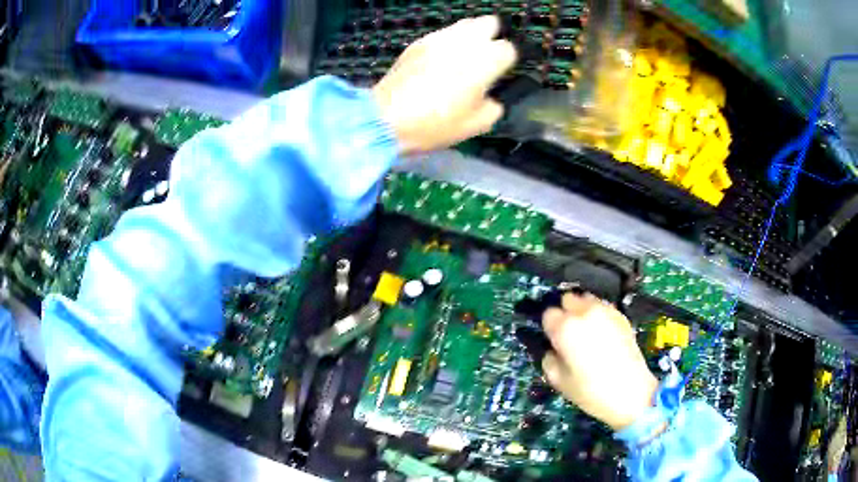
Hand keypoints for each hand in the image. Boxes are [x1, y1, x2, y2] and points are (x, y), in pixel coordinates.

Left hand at [372, 16, 516, 154]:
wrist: (386, 119)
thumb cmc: (435, 124)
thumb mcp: (475, 125)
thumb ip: (493, 107)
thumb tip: (490, 98)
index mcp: (486, 61)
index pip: (508, 48)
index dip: (507, 60)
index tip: (501, 72)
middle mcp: (466, 41)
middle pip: (489, 22)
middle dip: (492, 35)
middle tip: (487, 54)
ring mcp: (440, 38)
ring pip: (465, 23)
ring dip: (471, 35)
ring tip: (465, 54)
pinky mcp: (419, 41)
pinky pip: (442, 33)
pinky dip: (448, 41)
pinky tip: (441, 58)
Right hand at [541, 293, 657, 430]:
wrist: (631, 392)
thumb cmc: (590, 391)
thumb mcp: (558, 381)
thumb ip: (549, 359)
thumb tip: (553, 349)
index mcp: (565, 328)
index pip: (548, 314)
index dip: (550, 327)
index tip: (553, 339)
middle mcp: (585, 313)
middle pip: (568, 299)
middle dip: (566, 313)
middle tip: (569, 334)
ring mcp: (606, 311)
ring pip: (587, 299)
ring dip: (583, 311)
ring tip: (587, 332)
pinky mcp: (621, 316)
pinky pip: (603, 307)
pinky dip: (599, 315)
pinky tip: (602, 335)